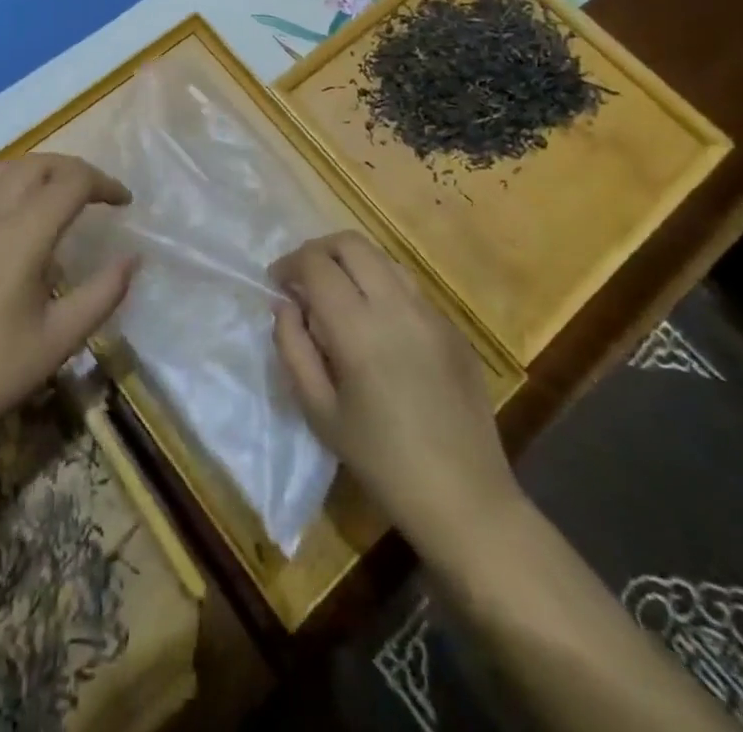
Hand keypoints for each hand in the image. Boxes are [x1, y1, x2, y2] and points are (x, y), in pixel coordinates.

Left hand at [0, 154, 135, 464]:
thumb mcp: (61, 339)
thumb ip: (103, 293)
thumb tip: (132, 258)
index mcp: (22, 236)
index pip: (71, 182)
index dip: (104, 183)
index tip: (124, 202)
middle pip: (37, 165)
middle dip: (74, 170)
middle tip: (97, 193)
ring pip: (3, 170)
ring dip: (38, 170)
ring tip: (58, 194)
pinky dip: (7, 186)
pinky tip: (14, 219)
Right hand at [271, 232, 520, 551]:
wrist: (465, 499)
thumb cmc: (381, 461)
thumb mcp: (318, 411)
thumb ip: (293, 348)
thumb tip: (284, 305)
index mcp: (358, 328)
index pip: (316, 264)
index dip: (289, 264)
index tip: (277, 282)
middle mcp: (397, 306)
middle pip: (351, 244)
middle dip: (319, 251)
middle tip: (303, 280)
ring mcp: (431, 313)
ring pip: (383, 258)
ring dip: (352, 264)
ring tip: (338, 298)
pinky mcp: (453, 328)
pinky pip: (409, 287)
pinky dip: (381, 287)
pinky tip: (377, 327)